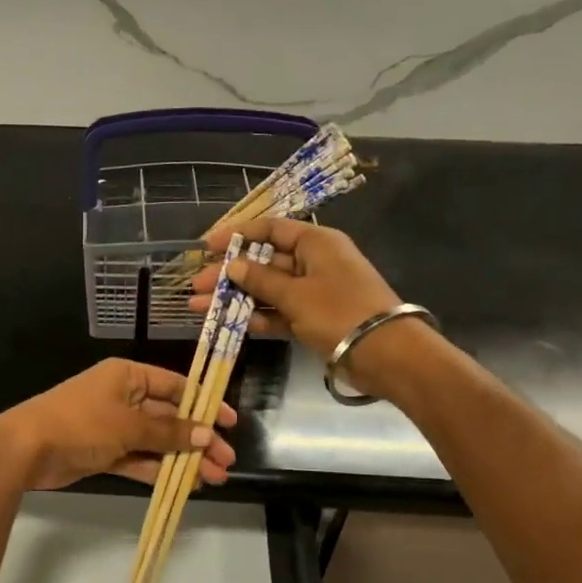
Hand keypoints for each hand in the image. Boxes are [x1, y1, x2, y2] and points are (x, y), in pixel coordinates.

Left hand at [0, 358, 237, 491]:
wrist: (26, 448)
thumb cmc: (81, 423)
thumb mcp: (128, 425)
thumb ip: (167, 432)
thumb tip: (204, 434)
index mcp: (128, 376)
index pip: (174, 386)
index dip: (203, 404)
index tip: (228, 423)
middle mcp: (122, 397)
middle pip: (168, 417)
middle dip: (197, 439)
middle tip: (225, 462)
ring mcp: (112, 427)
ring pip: (156, 442)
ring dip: (182, 459)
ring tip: (213, 479)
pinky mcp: (104, 452)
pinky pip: (138, 459)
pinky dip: (158, 471)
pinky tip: (183, 485)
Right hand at [189, 217, 405, 387]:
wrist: (385, 353)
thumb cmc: (340, 311)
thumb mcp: (296, 294)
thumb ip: (260, 280)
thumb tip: (233, 265)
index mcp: (316, 242)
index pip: (271, 229)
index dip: (237, 234)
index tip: (207, 246)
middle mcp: (314, 262)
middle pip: (264, 261)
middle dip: (229, 273)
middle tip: (196, 284)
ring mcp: (314, 292)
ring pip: (268, 289)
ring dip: (236, 297)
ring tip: (199, 306)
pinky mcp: (314, 318)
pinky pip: (279, 312)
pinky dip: (257, 316)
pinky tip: (230, 323)